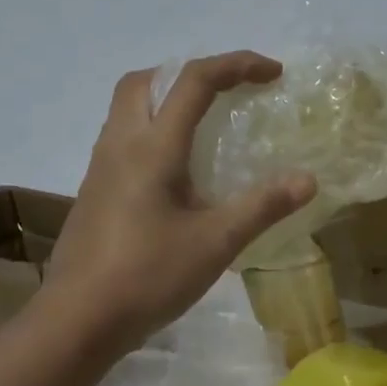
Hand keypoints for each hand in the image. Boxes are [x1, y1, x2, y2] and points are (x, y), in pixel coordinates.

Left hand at [46, 52, 316, 353]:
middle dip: (190, 72)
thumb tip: (308, 179)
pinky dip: (152, 129)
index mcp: (152, 147)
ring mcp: (100, 168)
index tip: (273, 73)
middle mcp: (120, 144)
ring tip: (204, 125)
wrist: (78, 320)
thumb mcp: (216, 243)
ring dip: (166, 98)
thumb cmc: (149, 276)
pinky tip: (175, 171)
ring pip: (128, 107)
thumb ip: (263, 206)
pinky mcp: (94, 191)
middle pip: (146, 80)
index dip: (237, 65)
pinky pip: (122, 137)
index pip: (194, 80)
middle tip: (226, 92)